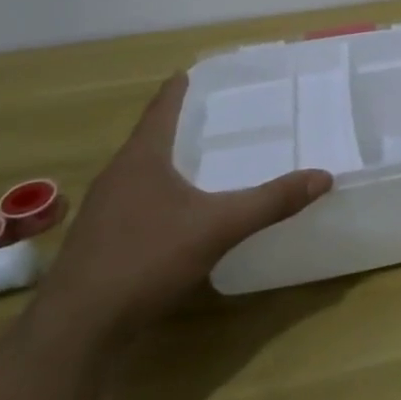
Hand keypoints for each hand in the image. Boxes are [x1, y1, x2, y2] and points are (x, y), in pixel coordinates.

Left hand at [33, 74, 332, 344]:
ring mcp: (103, 211)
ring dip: (169, 161)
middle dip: (179, 124)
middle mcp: (117, 176)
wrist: (78, 328)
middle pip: (150, 138)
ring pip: (141, 172)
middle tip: (215, 114)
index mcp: (141, 159)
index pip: (161, 109)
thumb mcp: (218, 227)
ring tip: (202, 159)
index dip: (178, 89)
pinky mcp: (100, 242)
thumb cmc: (146, 259)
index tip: (192, 71)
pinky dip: (161, 194)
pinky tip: (180, 212)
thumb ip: (270, 202)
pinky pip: (136, 202)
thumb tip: (323, 177)